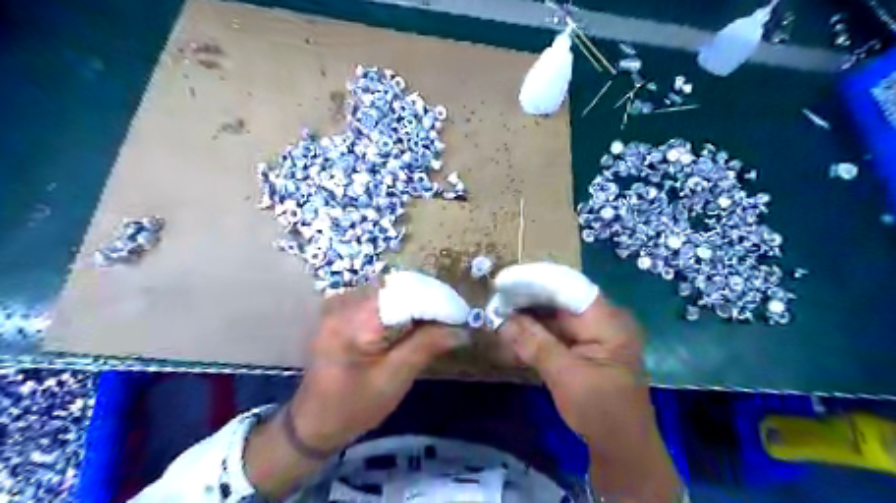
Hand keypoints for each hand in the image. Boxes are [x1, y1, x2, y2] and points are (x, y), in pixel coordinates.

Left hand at [292, 287, 464, 451]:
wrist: (312, 423)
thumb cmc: (353, 407)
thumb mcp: (394, 379)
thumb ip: (426, 346)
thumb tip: (461, 329)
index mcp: (354, 321)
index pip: (405, 294)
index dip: (437, 300)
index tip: (461, 314)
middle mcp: (344, 303)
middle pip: (397, 286)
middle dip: (429, 297)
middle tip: (454, 315)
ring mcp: (340, 303)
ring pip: (390, 289)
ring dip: (417, 300)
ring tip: (441, 317)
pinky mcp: (341, 309)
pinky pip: (379, 297)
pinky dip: (402, 304)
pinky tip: (416, 319)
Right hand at [502, 298, 647, 452]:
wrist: (623, 448)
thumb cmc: (601, 412)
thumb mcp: (566, 377)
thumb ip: (535, 344)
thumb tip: (501, 319)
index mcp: (608, 321)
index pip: (568, 287)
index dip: (535, 282)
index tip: (503, 283)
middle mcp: (603, 319)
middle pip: (560, 298)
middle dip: (527, 298)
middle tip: (495, 297)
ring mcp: (593, 333)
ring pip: (555, 314)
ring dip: (528, 315)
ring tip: (498, 310)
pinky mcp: (584, 346)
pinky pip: (556, 330)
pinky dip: (535, 331)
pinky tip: (512, 330)